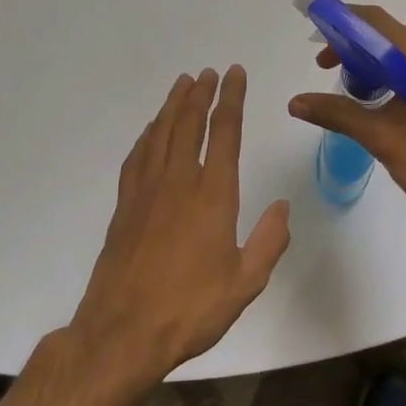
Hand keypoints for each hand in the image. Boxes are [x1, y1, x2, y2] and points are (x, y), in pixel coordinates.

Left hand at [69, 67, 290, 387]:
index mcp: (213, 195)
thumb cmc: (190, 309)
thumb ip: (269, 241)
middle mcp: (179, 182)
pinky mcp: (125, 206)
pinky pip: (138, 156)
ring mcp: (147, 191)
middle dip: (201, 93)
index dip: (231, 99)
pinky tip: (152, 130)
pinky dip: (148, 135)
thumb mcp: (245, 282)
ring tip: (183, 84)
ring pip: (160, 133)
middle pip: (189, 123)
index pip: (225, 133)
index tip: (235, 74)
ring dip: (173, 105)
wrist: (122, 333)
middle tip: (208, 72)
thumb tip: (284, 206)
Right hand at [287, 6, 405, 233]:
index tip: (317, 36)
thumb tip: (295, 102)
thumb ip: (338, 113)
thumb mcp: (382, 137)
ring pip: (399, 57)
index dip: (344, 22)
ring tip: (344, 88)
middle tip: (325, 68)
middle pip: (388, 38)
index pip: (379, 24)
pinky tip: (370, 101)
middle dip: (353, 48)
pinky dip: (386, 79)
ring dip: (369, 66)